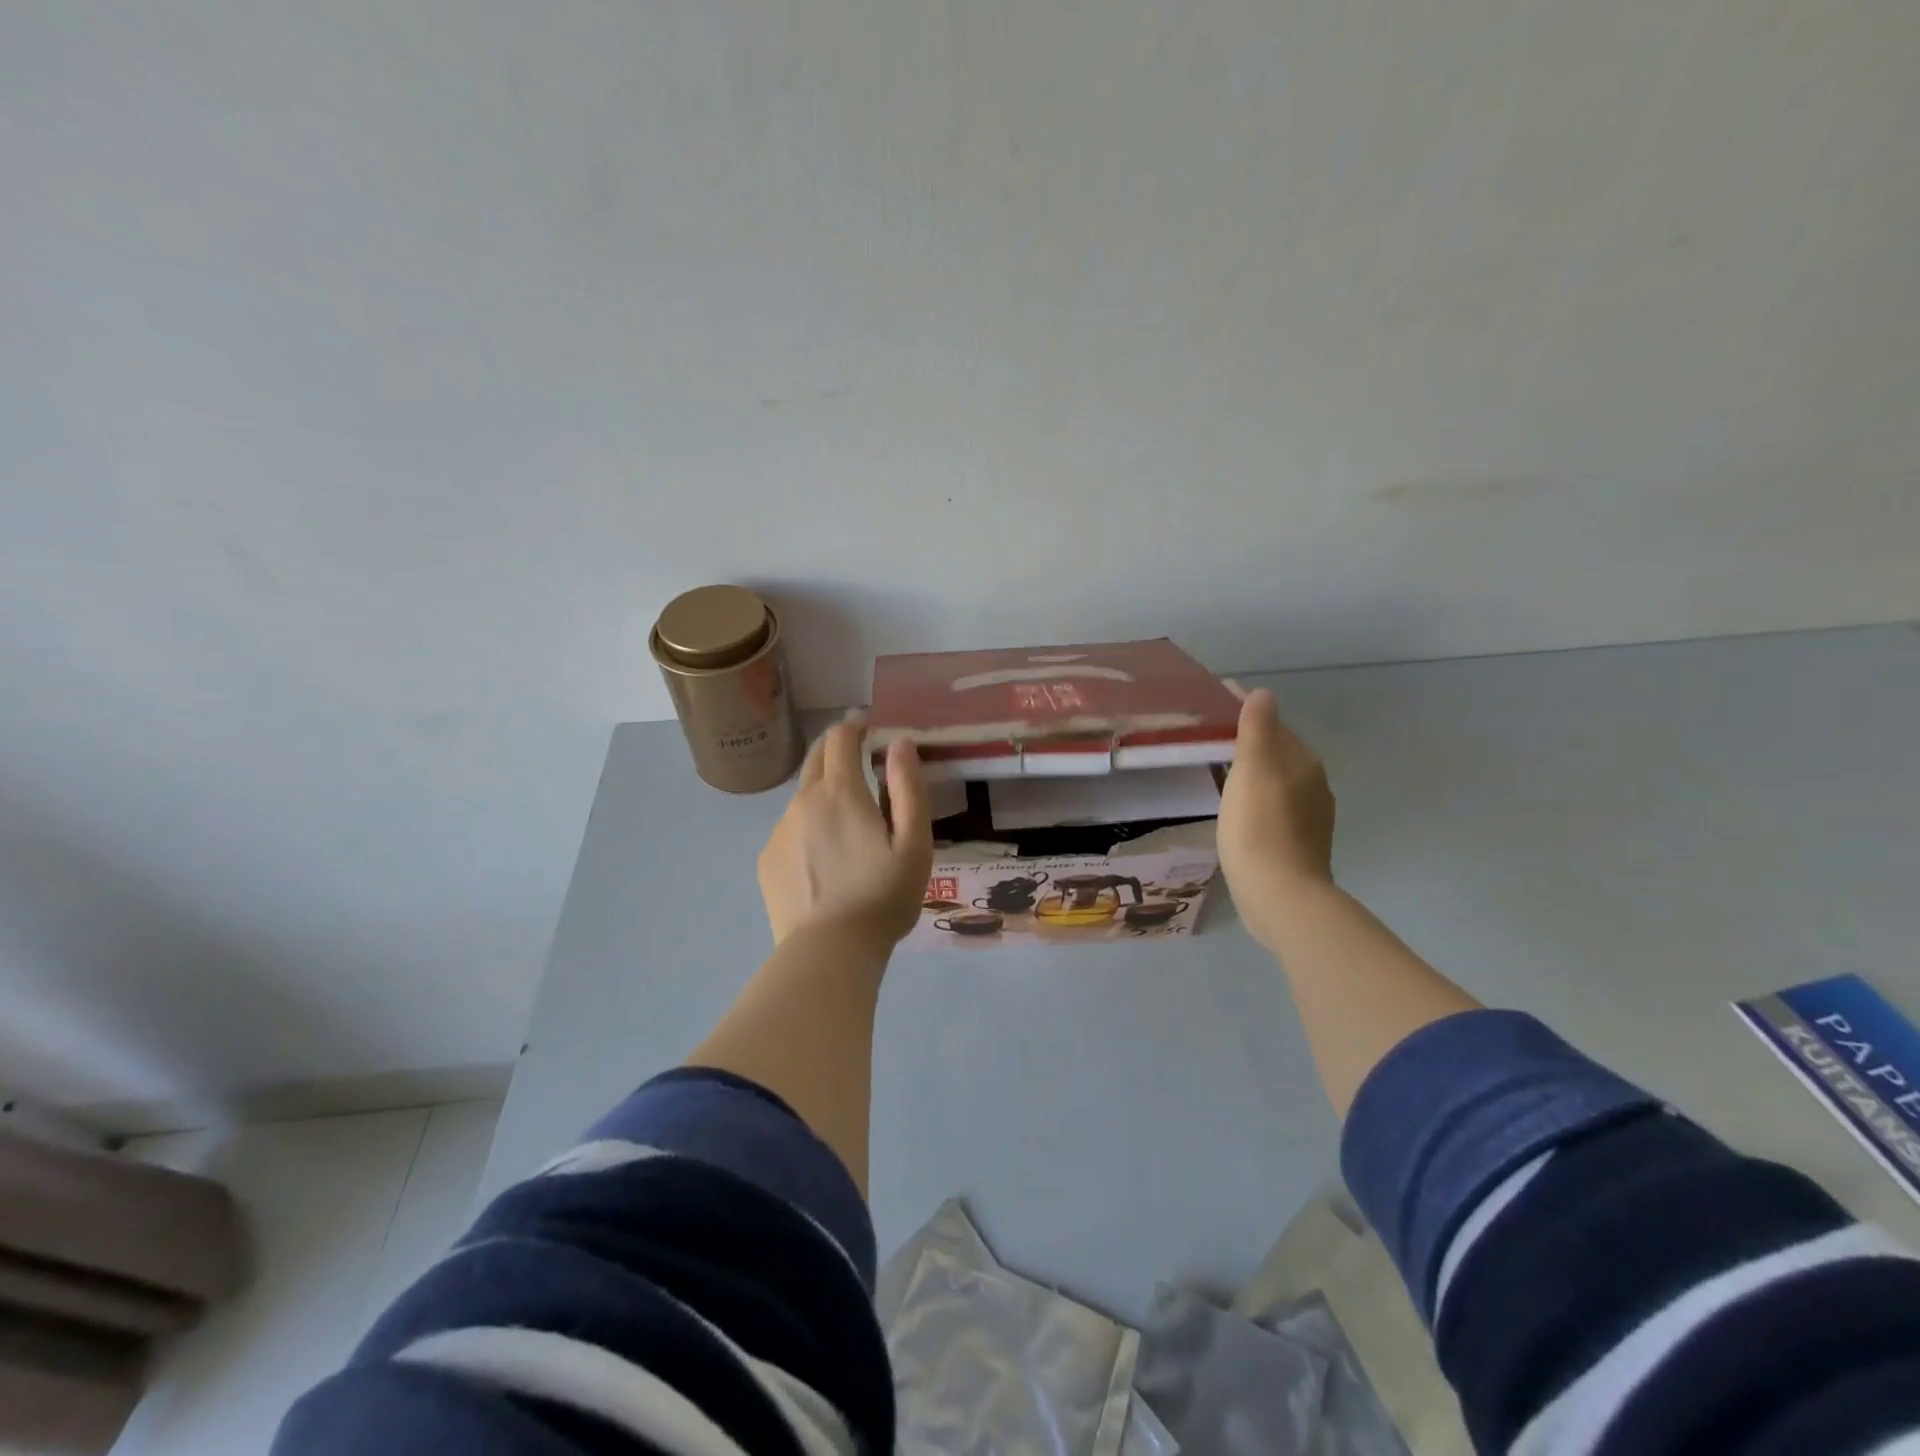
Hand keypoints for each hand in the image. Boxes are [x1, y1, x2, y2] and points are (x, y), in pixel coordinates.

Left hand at [757, 720, 933, 948]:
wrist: (829, 952)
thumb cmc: (882, 897)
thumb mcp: (914, 843)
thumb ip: (908, 787)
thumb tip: (900, 743)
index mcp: (840, 792)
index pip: (840, 738)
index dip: (854, 726)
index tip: (868, 727)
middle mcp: (803, 801)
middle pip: (815, 759)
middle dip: (836, 750)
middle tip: (859, 761)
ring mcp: (780, 831)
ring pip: (803, 798)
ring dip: (824, 794)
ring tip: (847, 826)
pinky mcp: (768, 859)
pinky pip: (791, 830)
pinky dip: (809, 828)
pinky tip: (825, 861)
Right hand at [1218, 688, 1336, 942]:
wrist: (1281, 896)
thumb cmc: (1260, 827)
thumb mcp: (1252, 770)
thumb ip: (1257, 728)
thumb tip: (1263, 693)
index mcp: (1303, 762)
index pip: (1274, 724)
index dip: (1246, 710)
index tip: (1215, 704)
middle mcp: (1314, 784)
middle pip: (1278, 751)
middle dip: (1250, 741)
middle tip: (1211, 738)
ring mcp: (1310, 817)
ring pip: (1277, 780)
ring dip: (1253, 771)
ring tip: (1219, 770)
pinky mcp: (1299, 843)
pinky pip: (1275, 806)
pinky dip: (1257, 797)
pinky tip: (1239, 809)